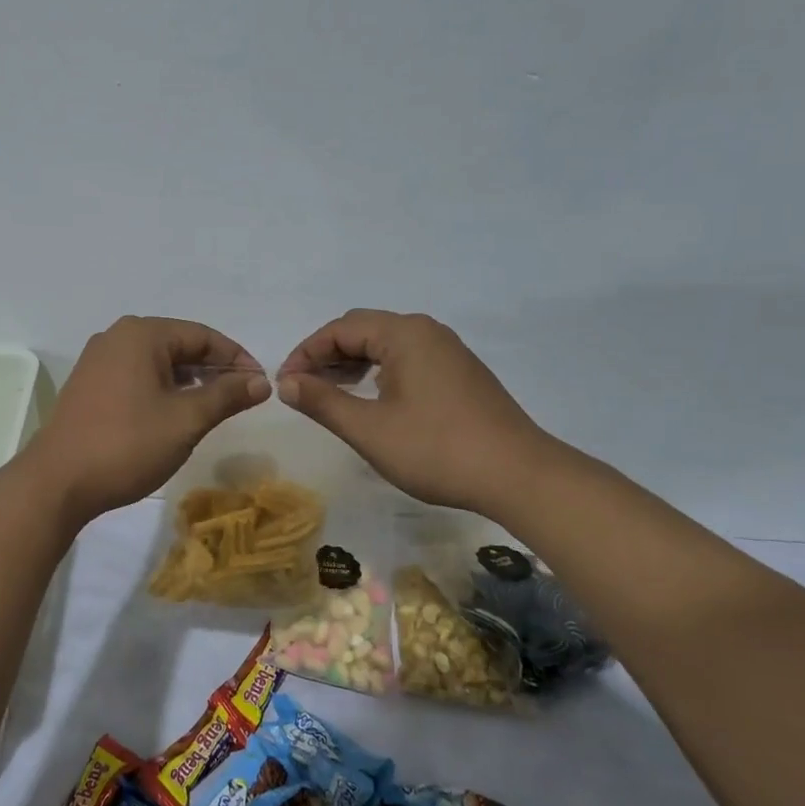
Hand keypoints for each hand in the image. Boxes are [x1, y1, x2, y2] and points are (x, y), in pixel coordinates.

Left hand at [24, 317, 270, 523]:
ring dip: (188, 380)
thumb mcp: (186, 420)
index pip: (203, 336)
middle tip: (241, 397)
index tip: (260, 385)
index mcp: (142, 334)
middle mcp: (117, 337)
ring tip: (213, 407)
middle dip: (213, 369)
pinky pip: (136, 375)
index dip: (236, 358)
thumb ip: (226, 395)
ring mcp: (98, 360)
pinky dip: (162, 389)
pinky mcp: (88, 384)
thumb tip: (262, 381)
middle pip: (179, 344)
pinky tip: (175, 413)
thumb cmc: (127, 444)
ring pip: (157, 362)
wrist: (58, 481)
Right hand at [277, 310, 552, 516]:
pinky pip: (407, 359)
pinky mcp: (460, 374)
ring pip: (386, 345)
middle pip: (363, 330)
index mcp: (404, 334)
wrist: (519, 476)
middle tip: (303, 388)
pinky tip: (371, 399)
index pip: (340, 329)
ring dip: (352, 363)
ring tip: (329, 394)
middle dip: (326, 355)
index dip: (305, 353)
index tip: (285, 384)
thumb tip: (285, 382)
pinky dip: (378, 372)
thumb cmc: (437, 450)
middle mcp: (427, 332)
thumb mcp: (369, 429)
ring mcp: (448, 352)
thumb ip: (322, 401)